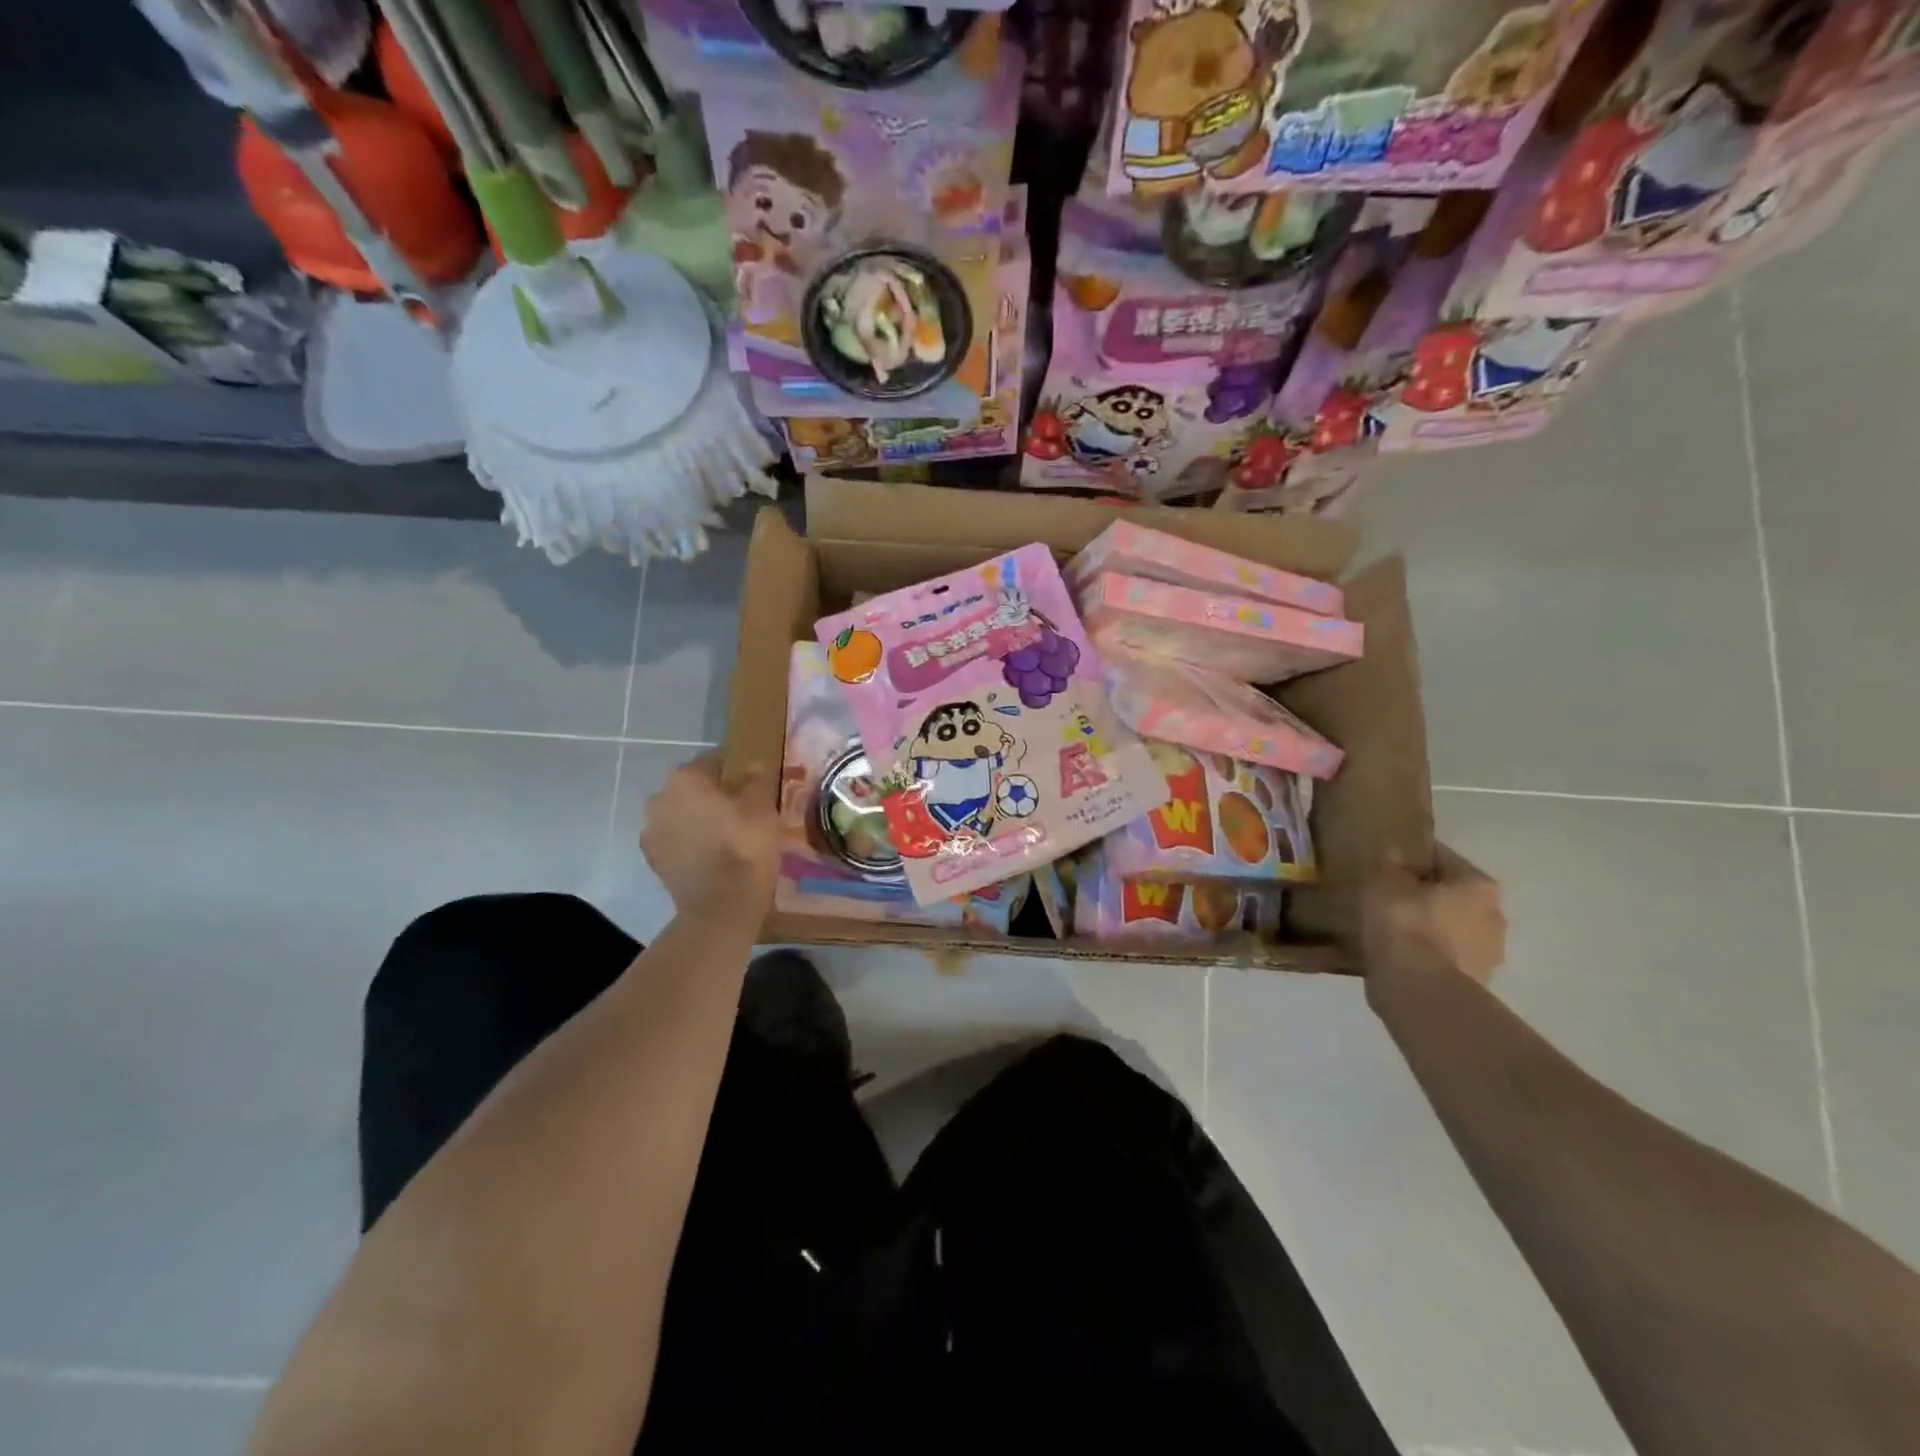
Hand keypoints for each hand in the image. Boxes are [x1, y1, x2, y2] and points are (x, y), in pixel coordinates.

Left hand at [639, 752, 778, 921]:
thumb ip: (756, 779)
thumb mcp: (763, 806)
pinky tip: (711, 855)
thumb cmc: (745, 846)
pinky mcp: (653, 860)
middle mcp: (661, 797)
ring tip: (726, 836)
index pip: (715, 760)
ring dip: (699, 819)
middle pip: (693, 788)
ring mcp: (651, 830)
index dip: (736, 770)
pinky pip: (675, 841)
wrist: (720, 906)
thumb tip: (753, 764)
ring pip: (681, 814)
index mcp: (687, 778)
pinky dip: (690, 843)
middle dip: (714, 795)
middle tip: (742, 811)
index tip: (753, 784)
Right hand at [1360, 846, 1506, 989]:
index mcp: (1478, 885)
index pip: (1441, 857)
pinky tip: (1401, 955)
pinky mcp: (1476, 983)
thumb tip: (1395, 851)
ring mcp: (1489, 954)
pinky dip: (1428, 953)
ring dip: (1430, 926)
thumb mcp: (1383, 884)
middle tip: (1390, 897)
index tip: (1387, 863)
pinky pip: (1446, 956)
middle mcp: (1495, 915)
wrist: (1418, 991)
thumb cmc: (1404, 924)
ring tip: (1392, 928)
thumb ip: (1389, 864)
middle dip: (1426, 894)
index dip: (1412, 857)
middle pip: (1453, 894)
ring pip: (1452, 927)